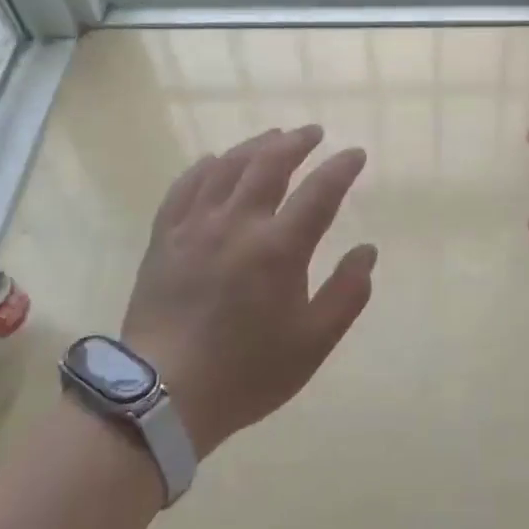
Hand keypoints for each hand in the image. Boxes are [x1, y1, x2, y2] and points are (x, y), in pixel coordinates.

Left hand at [120, 126, 376, 454]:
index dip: (341, 168)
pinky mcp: (164, 238)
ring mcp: (195, 227)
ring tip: (272, 137)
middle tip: (313, 133)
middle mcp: (237, 224)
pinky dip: (204, 168)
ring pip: (227, 167)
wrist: (162, 395)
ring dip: (254, 146)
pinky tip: (213, 161)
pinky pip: (184, 187)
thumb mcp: (313, 343)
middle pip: (269, 164)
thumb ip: (347, 293)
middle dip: (296, 142)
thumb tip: (367, 251)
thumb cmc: (247, 372)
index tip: (356, 154)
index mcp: (279, 248)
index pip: (319, 192)